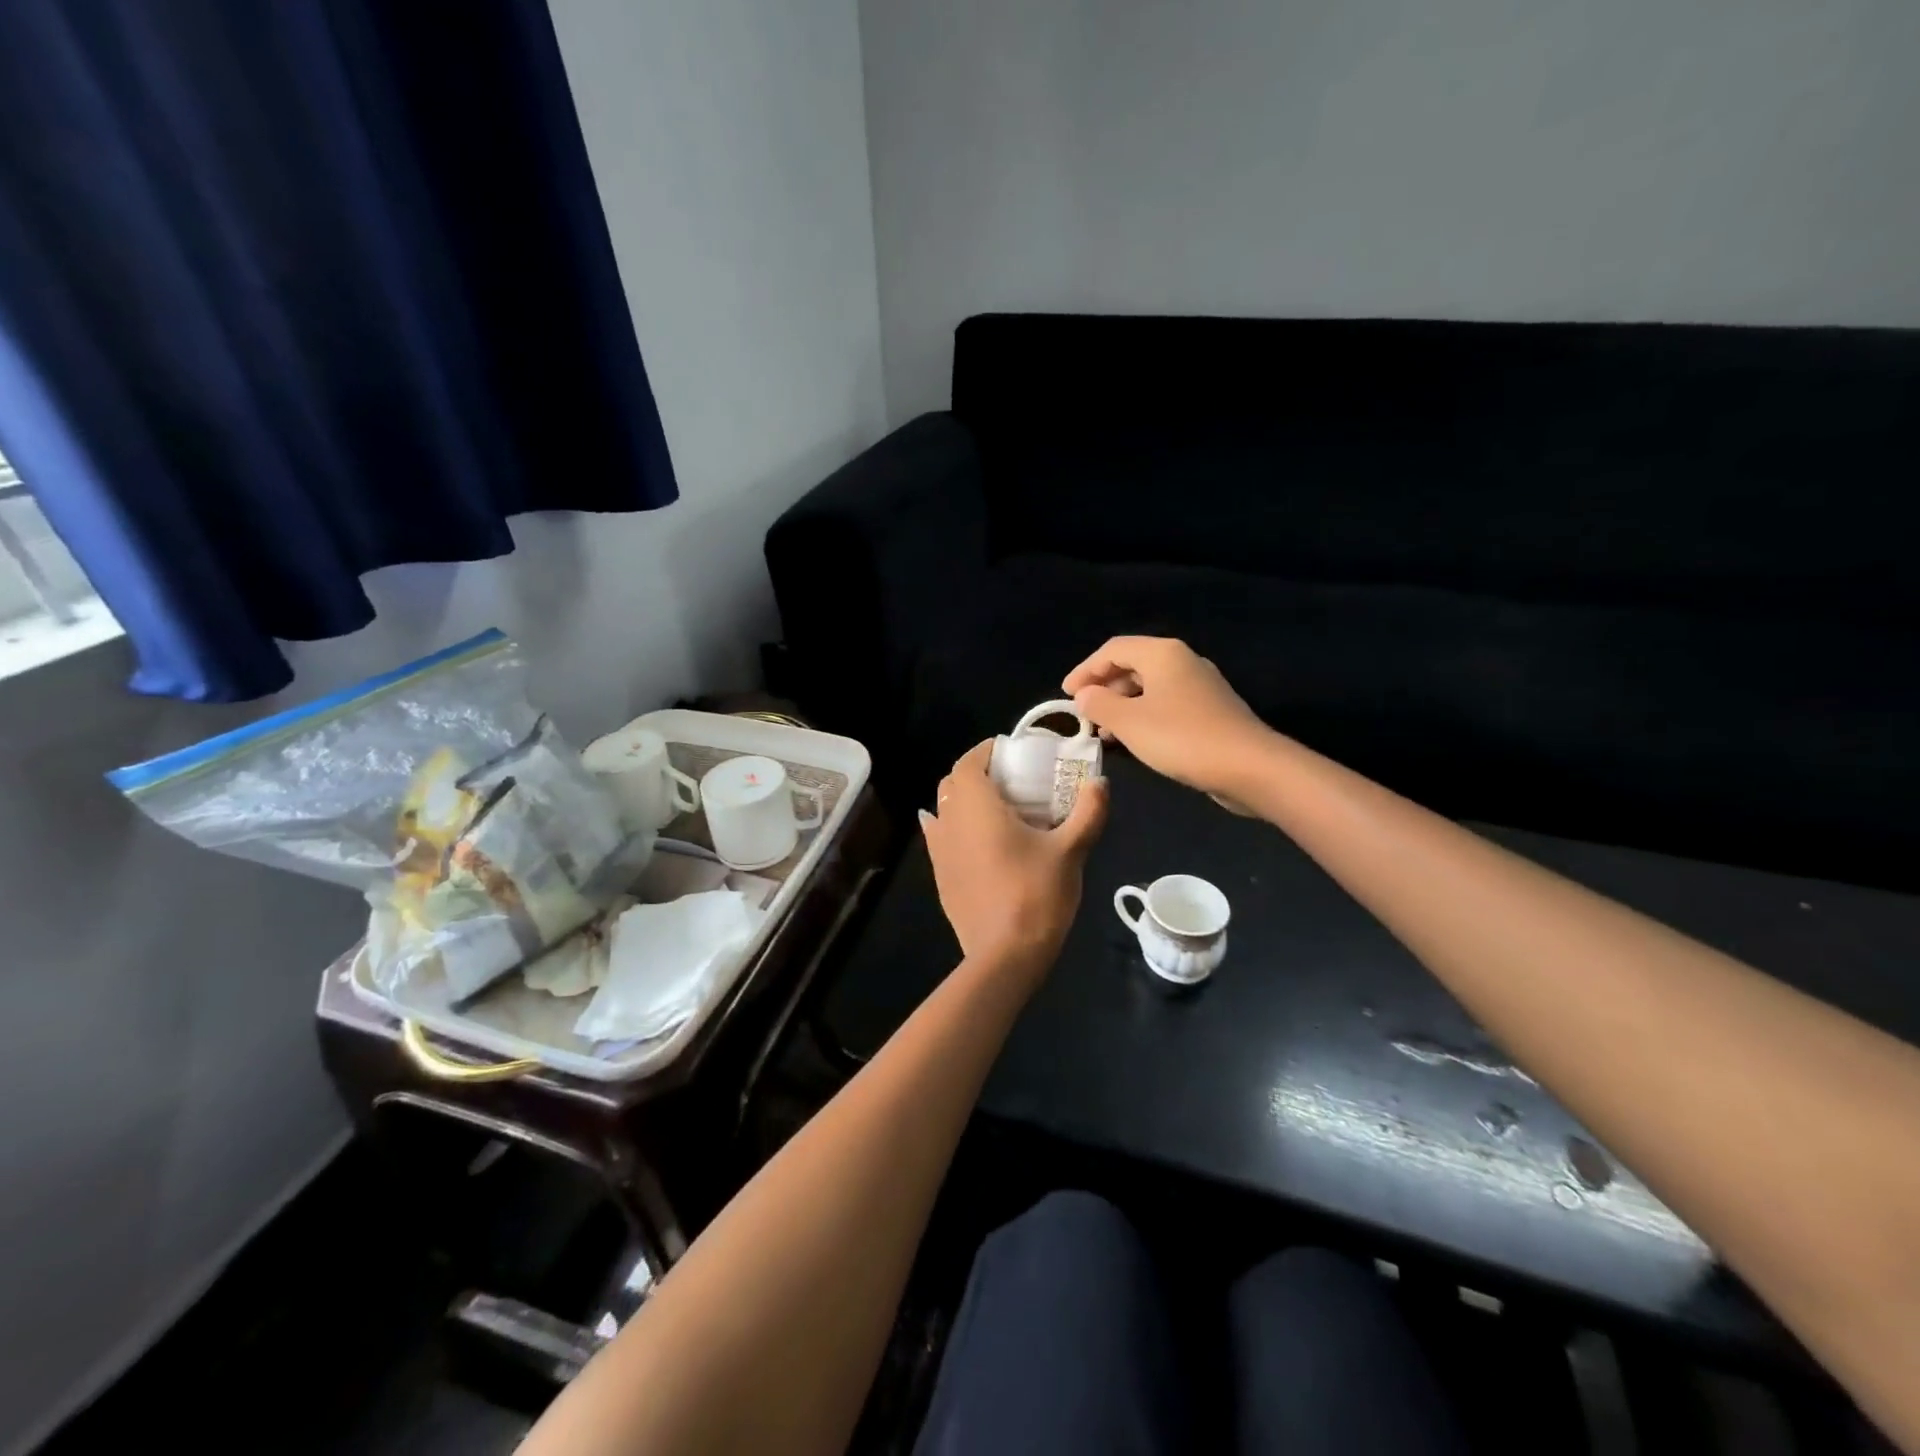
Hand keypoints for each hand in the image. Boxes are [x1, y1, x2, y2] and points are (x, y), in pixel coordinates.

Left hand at [919, 741, 1107, 978]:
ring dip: (964, 800)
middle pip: (953, 783)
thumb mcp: (1071, 851)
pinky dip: (954, 827)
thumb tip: (1101, 783)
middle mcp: (949, 821)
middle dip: (977, 773)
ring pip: (944, 810)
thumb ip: (1088, 812)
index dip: (986, 751)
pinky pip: (940, 837)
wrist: (1004, 955)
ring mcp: (939, 851)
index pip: (969, 762)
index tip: (1011, 752)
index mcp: (976, 806)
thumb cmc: (1036, 894)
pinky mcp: (940, 876)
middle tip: (1011, 780)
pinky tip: (976, 839)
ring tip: (998, 810)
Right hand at [1063, 636, 1271, 798]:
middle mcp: (1182, 661)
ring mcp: (1200, 685)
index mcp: (1162, 654)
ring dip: (1121, 704)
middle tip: (1083, 713)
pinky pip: (1165, 703)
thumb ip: (1099, 704)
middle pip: (1132, 664)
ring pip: (1149, 686)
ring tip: (1103, 732)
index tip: (1065, 695)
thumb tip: (1084, 695)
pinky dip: (1143, 715)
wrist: (1249, 767)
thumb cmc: (1182, 738)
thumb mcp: (1129, 722)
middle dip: (1103, 687)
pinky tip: (1134, 739)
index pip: (1112, 649)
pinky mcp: (1210, 709)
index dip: (1085, 670)